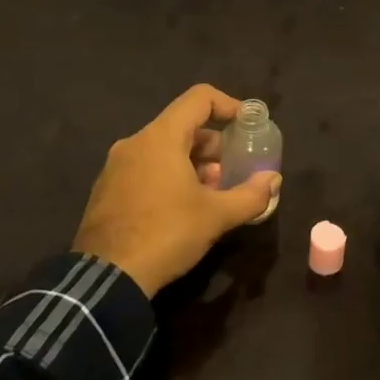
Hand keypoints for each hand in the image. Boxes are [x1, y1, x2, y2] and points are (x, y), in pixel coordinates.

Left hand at [72, 85, 281, 296]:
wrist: (105, 280)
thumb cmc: (165, 234)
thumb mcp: (216, 216)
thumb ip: (251, 195)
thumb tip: (273, 180)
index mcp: (160, 137)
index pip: (199, 98)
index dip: (228, 105)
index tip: (247, 126)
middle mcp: (135, 143)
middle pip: (183, 126)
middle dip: (214, 145)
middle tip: (232, 172)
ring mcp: (116, 167)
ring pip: (164, 150)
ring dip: (193, 164)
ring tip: (211, 195)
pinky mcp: (106, 191)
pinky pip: (146, 169)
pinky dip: (169, 176)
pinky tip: (182, 209)